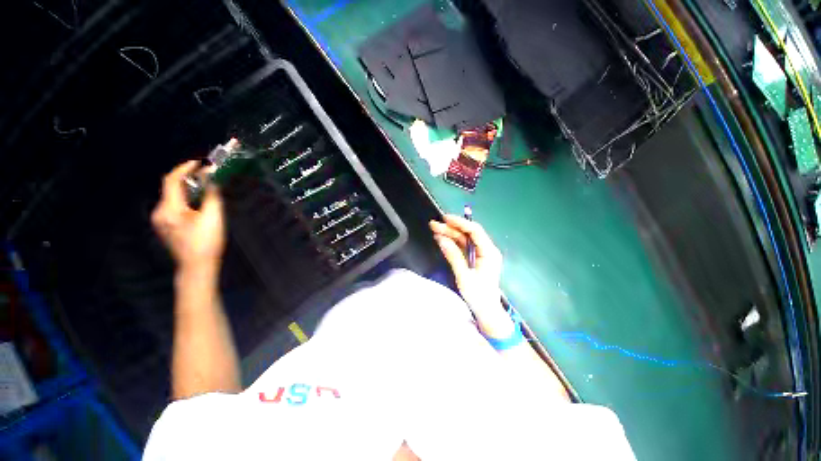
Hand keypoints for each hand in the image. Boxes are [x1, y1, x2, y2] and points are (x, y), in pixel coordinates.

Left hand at [152, 161, 224, 276]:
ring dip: (187, 188)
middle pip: (171, 187)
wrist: (196, 267)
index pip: (172, 180)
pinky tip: (197, 203)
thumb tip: (212, 178)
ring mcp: (160, 220)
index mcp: (169, 208)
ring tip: (205, 187)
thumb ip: (211, 195)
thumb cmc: (206, 242)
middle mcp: (160, 212)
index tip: (200, 163)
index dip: (185, 168)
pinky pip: (173, 205)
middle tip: (207, 175)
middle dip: (188, 178)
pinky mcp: (165, 226)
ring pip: (172, 196)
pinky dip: (185, 198)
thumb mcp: (213, 217)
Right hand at [430, 215, 512, 336]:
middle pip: (468, 234)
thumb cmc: (478, 296)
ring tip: (434, 230)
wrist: (487, 312)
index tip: (444, 219)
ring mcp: (481, 254)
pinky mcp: (475, 259)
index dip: (459, 222)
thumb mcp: (463, 276)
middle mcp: (487, 250)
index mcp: (489, 252)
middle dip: (451, 228)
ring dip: (450, 234)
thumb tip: (441, 238)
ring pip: (464, 239)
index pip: (475, 231)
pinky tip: (442, 239)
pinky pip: (463, 247)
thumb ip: (453, 256)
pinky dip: (452, 242)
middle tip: (433, 225)